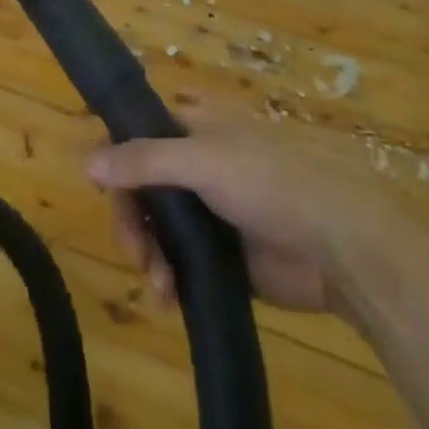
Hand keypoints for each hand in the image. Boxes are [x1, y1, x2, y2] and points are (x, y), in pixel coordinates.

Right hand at [88, 109, 364, 313]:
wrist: (341, 244)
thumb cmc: (271, 181)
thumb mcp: (204, 161)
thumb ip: (144, 161)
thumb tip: (86, 160)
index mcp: (193, 128)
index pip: (136, 136)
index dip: (115, 161)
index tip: (101, 192)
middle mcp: (196, 165)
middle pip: (141, 188)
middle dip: (132, 221)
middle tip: (137, 254)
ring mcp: (210, 211)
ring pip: (158, 229)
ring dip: (149, 256)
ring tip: (160, 287)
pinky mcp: (224, 256)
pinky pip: (180, 264)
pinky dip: (169, 280)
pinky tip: (171, 300)